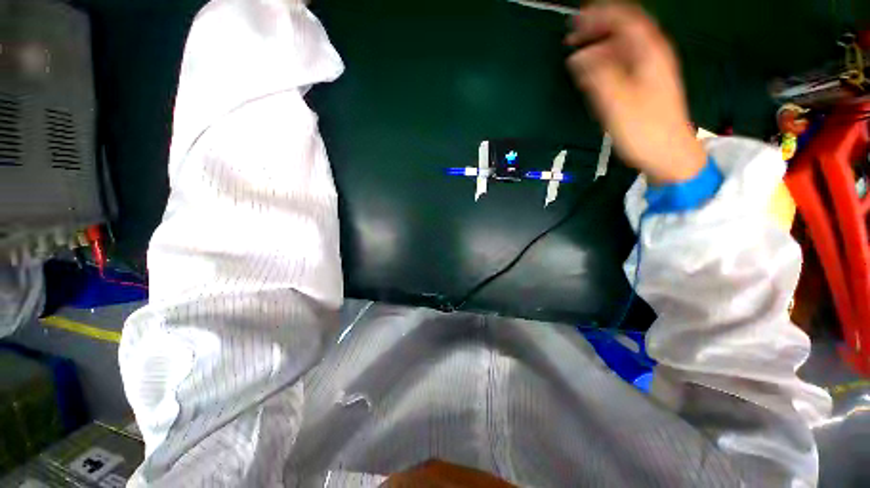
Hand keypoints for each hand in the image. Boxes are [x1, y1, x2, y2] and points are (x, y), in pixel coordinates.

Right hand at [565, 4, 704, 184]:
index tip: (578, 17)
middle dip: (598, 27)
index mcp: (649, 54)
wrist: (668, 154)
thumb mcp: (617, 102)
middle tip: (573, 34)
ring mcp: (650, 71)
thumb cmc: (645, 129)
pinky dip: (606, 61)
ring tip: (578, 50)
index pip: (626, 20)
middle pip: (625, 30)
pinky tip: (594, 70)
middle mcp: (652, 56)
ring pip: (624, 47)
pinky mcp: (645, 86)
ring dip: (600, 44)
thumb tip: (578, 57)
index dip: (602, 14)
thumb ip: (597, 76)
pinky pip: (624, 63)